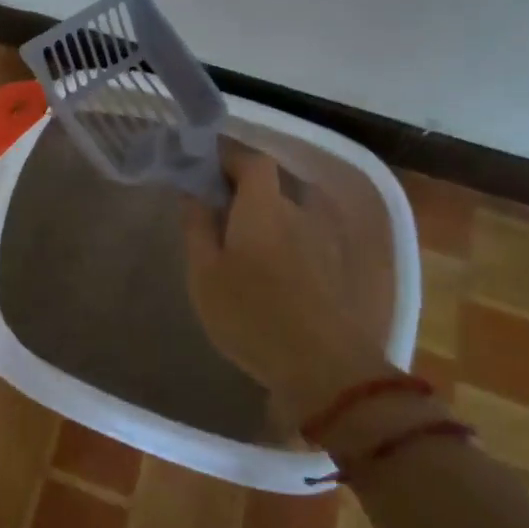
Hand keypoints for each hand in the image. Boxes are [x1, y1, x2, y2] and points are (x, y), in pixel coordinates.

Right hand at [181, 144, 393, 424]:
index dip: (229, 158)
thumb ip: (197, 227)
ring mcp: (323, 242)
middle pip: (271, 187)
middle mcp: (298, 213)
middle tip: (215, 215)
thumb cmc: (251, 313)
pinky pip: (303, 242)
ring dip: (266, 222)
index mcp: (263, 206)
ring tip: (240, 249)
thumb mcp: (205, 273)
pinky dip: (284, 246)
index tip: (205, 171)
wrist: (325, 369)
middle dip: (243, 193)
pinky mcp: (337, 272)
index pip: (252, 160)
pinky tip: (269, 276)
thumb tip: (192, 192)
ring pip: (288, 217)